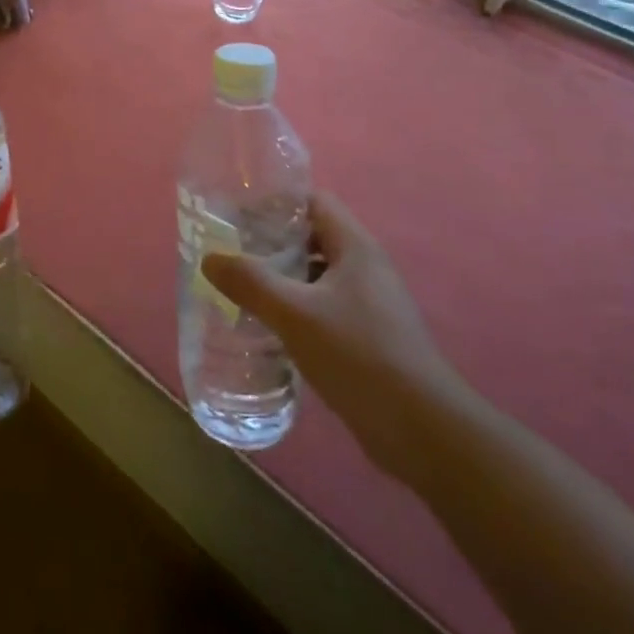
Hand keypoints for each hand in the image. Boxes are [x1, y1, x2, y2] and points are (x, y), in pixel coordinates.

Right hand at [202, 192, 465, 476]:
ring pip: (315, 274)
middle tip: (229, 250)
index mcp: (355, 247)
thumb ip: (250, 282)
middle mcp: (365, 267)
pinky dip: (294, 308)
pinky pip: (322, 307)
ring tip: (239, 286)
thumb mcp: (295, 314)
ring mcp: (369, 304)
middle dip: (270, 240)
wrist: (424, 433)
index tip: (236, 212)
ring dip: (280, 277)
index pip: (312, 200)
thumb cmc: (360, 356)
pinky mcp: (367, 337)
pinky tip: (266, 327)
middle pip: (311, 236)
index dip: (275, 200)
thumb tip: (209, 257)